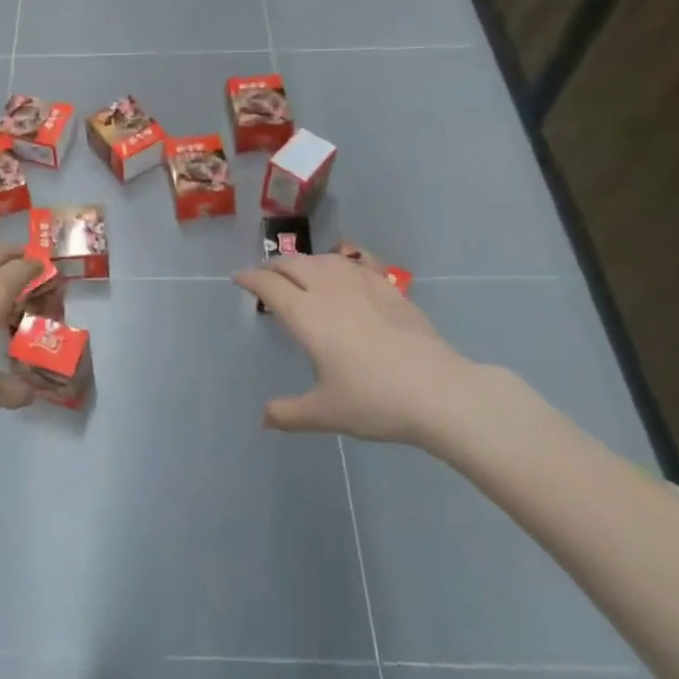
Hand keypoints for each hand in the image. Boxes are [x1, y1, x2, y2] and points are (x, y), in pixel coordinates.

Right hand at [236, 253, 489, 445]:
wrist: (440, 392)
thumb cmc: (375, 400)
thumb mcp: (325, 413)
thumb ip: (289, 414)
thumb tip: (263, 419)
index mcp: (307, 316)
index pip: (270, 286)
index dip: (250, 279)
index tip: (238, 278)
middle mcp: (330, 292)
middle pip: (294, 264)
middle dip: (274, 265)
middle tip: (265, 275)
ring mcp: (363, 286)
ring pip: (325, 259)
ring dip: (305, 261)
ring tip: (300, 272)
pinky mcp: (390, 290)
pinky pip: (356, 264)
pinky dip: (338, 263)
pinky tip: (343, 274)